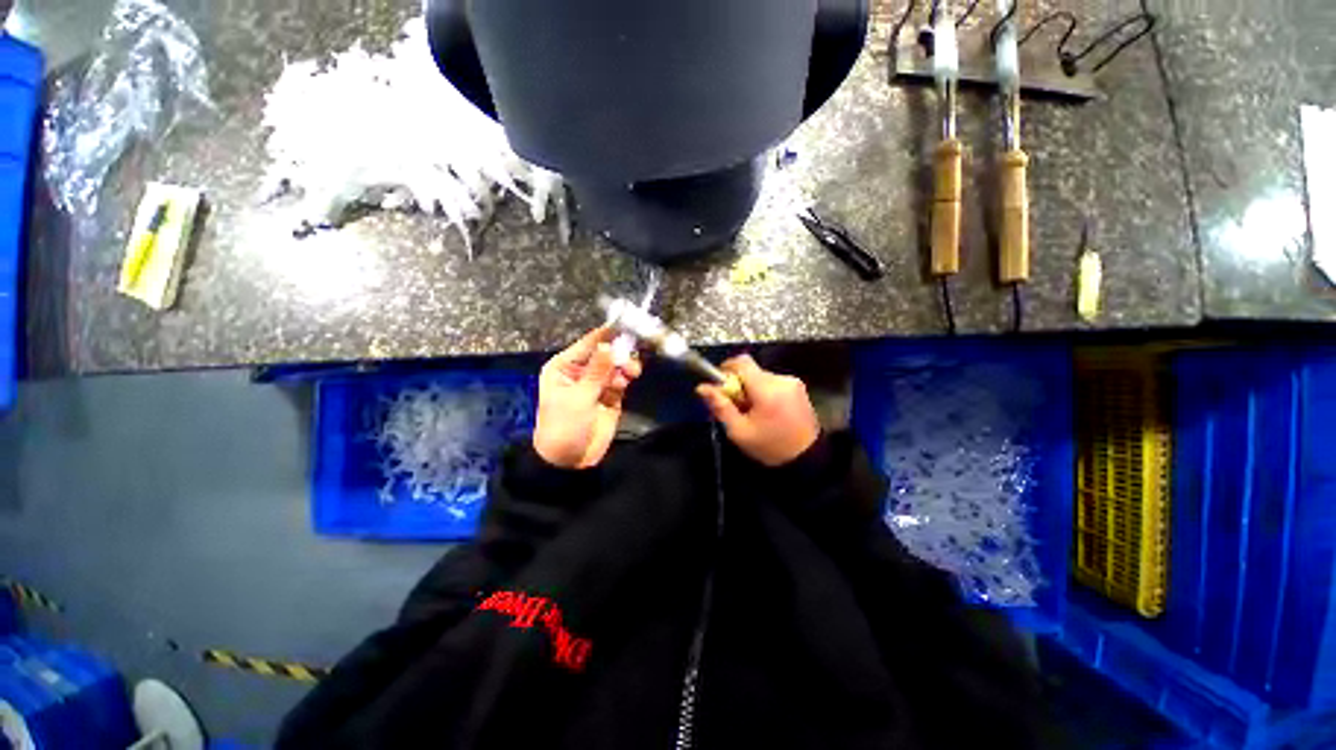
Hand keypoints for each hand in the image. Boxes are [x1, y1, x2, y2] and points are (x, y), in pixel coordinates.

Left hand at [533, 327, 642, 468]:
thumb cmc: (565, 425)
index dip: (606, 335)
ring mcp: (596, 383)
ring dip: (624, 366)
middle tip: (630, 357)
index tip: (627, 325)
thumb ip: (597, 371)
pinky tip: (628, 380)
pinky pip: (621, 379)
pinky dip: (625, 377)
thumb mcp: (579, 397)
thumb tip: (608, 345)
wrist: (570, 460)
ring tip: (631, 372)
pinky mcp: (610, 395)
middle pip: (605, 353)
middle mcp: (581, 371)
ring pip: (615, 365)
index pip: (588, 344)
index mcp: (564, 366)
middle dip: (619, 353)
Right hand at [696, 355, 819, 466]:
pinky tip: (768, 411)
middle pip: (751, 371)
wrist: (807, 459)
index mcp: (766, 389)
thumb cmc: (770, 447)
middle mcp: (781, 380)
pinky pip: (774, 382)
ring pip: (762, 377)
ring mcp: (793, 382)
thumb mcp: (739, 431)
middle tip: (737, 406)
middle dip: (740, 384)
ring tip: (753, 411)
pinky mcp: (799, 388)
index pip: (742, 362)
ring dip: (753, 388)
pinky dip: (765, 392)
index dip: (727, 368)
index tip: (721, 384)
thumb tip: (702, 387)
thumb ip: (720, 406)